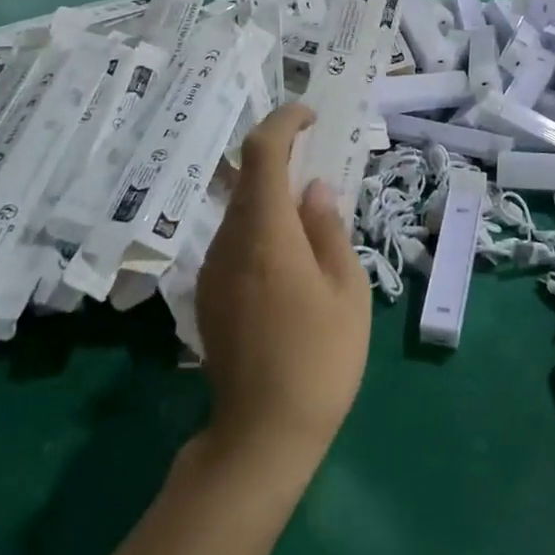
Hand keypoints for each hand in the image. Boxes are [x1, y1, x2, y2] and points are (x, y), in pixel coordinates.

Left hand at [195, 104, 370, 469]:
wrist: (262, 437)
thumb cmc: (320, 359)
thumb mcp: (346, 289)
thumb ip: (329, 229)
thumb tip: (315, 191)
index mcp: (265, 233)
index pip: (262, 152)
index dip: (283, 122)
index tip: (311, 116)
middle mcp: (228, 242)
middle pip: (246, 178)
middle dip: (281, 160)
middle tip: (321, 169)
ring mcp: (211, 270)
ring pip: (239, 211)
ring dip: (271, 198)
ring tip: (311, 220)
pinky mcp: (207, 296)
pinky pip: (234, 241)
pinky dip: (260, 229)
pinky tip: (288, 261)